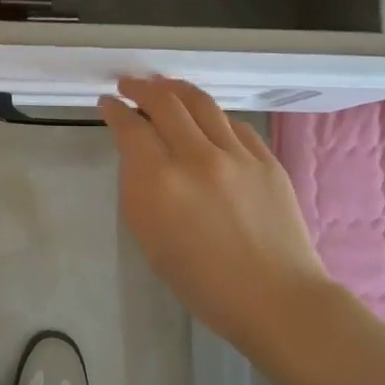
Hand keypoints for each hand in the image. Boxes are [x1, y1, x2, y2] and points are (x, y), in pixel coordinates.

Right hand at [100, 75, 329, 350]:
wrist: (276, 299)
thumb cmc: (203, 282)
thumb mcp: (150, 240)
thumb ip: (138, 188)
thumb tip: (137, 153)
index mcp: (161, 183)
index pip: (130, 127)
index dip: (114, 110)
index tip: (107, 104)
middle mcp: (197, 157)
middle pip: (163, 101)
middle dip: (140, 88)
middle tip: (129, 85)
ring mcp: (236, 153)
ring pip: (200, 101)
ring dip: (174, 88)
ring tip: (162, 87)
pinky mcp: (265, 157)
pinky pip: (231, 123)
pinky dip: (210, 116)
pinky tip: (204, 121)